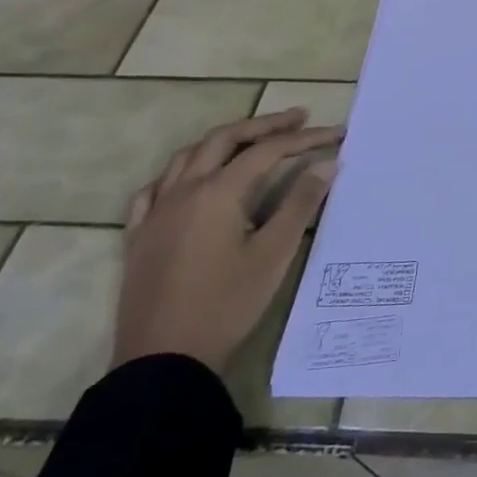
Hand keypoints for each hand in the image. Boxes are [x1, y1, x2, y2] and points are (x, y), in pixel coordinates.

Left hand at [112, 108, 342, 372]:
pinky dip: (181, 171)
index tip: (337, 134)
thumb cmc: (227, 304)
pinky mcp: (139, 235)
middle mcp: (183, 191)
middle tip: (298, 119)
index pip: (267, 151)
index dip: (305, 138)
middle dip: (264, 125)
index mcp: (218, 192)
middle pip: (224, 139)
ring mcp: (155, 212)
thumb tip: (326, 164)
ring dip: (223, 140)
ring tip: (251, 140)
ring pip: (187, 156)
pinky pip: (155, 187)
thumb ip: (300, 204)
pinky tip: (190, 179)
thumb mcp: (273, 254)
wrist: (163, 358)